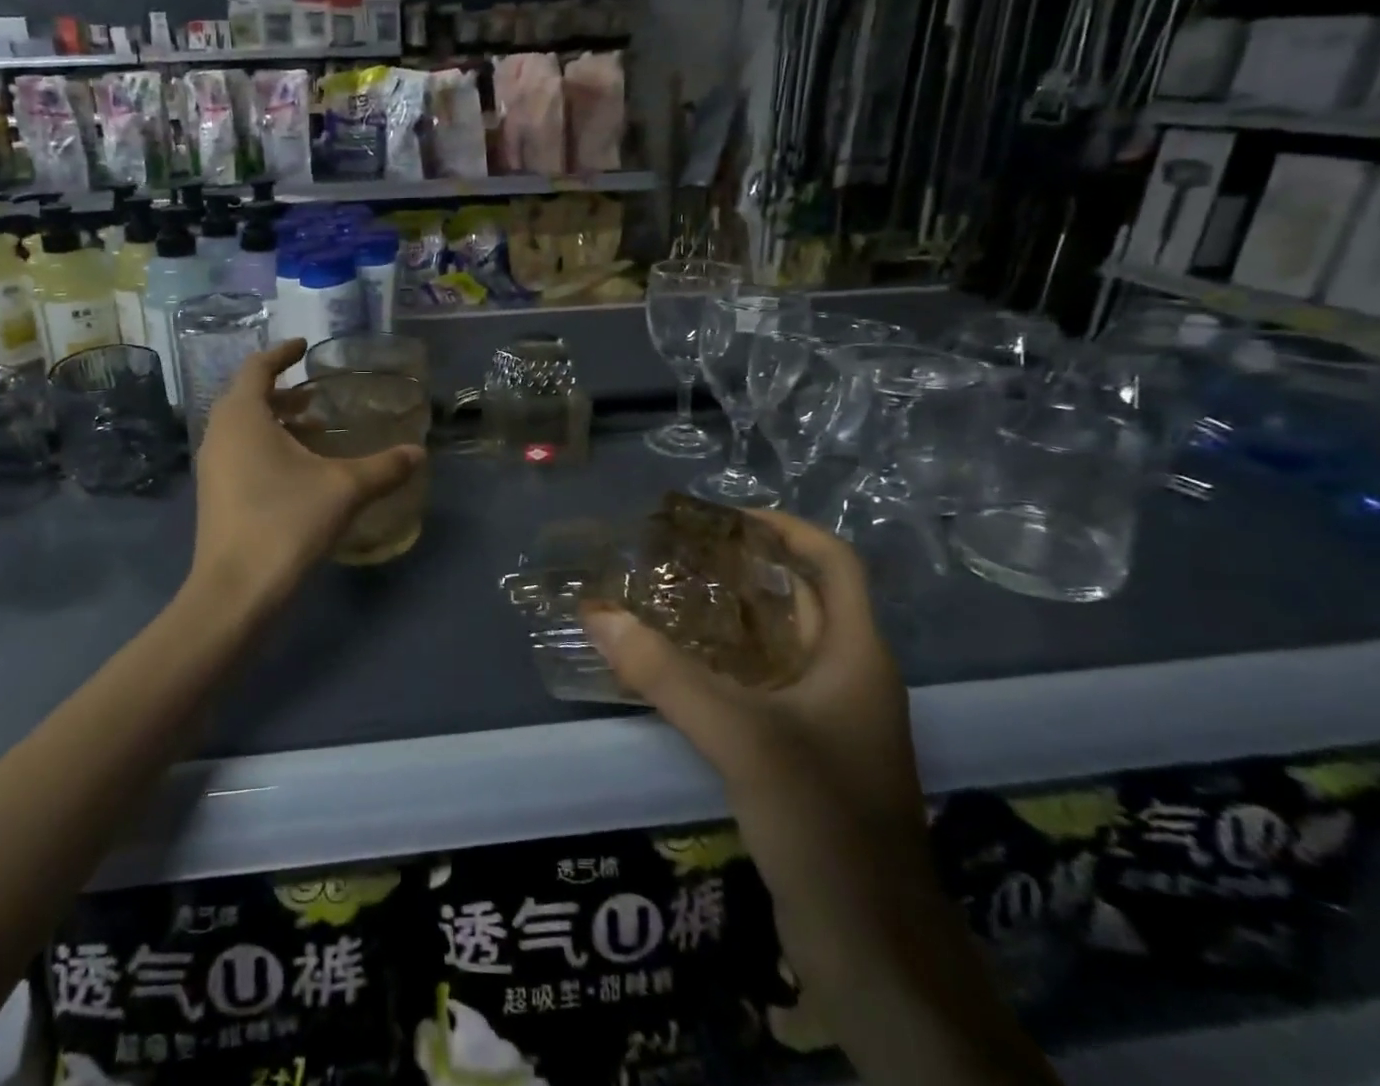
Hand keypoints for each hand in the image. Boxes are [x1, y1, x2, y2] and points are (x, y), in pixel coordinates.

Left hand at [190, 341, 423, 610]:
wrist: (235, 592)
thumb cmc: (286, 523)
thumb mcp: (344, 489)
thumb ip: (384, 467)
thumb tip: (418, 453)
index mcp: (242, 417)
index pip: (257, 367)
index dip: (282, 353)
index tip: (304, 346)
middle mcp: (219, 434)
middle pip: (247, 396)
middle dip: (282, 390)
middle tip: (317, 393)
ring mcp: (213, 467)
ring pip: (243, 427)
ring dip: (276, 420)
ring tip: (315, 427)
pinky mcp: (215, 495)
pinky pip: (240, 452)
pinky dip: (267, 445)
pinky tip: (299, 469)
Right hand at [581, 510, 936, 1006]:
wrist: (872, 950)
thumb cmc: (822, 821)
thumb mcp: (740, 737)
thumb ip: (665, 674)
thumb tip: (598, 614)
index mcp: (857, 656)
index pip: (835, 563)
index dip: (786, 529)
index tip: (725, 519)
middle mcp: (849, 678)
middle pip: (802, 600)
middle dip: (746, 570)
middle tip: (680, 555)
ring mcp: (831, 721)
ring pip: (779, 646)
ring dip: (730, 619)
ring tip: (668, 599)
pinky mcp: (808, 757)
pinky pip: (764, 688)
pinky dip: (725, 666)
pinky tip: (677, 668)